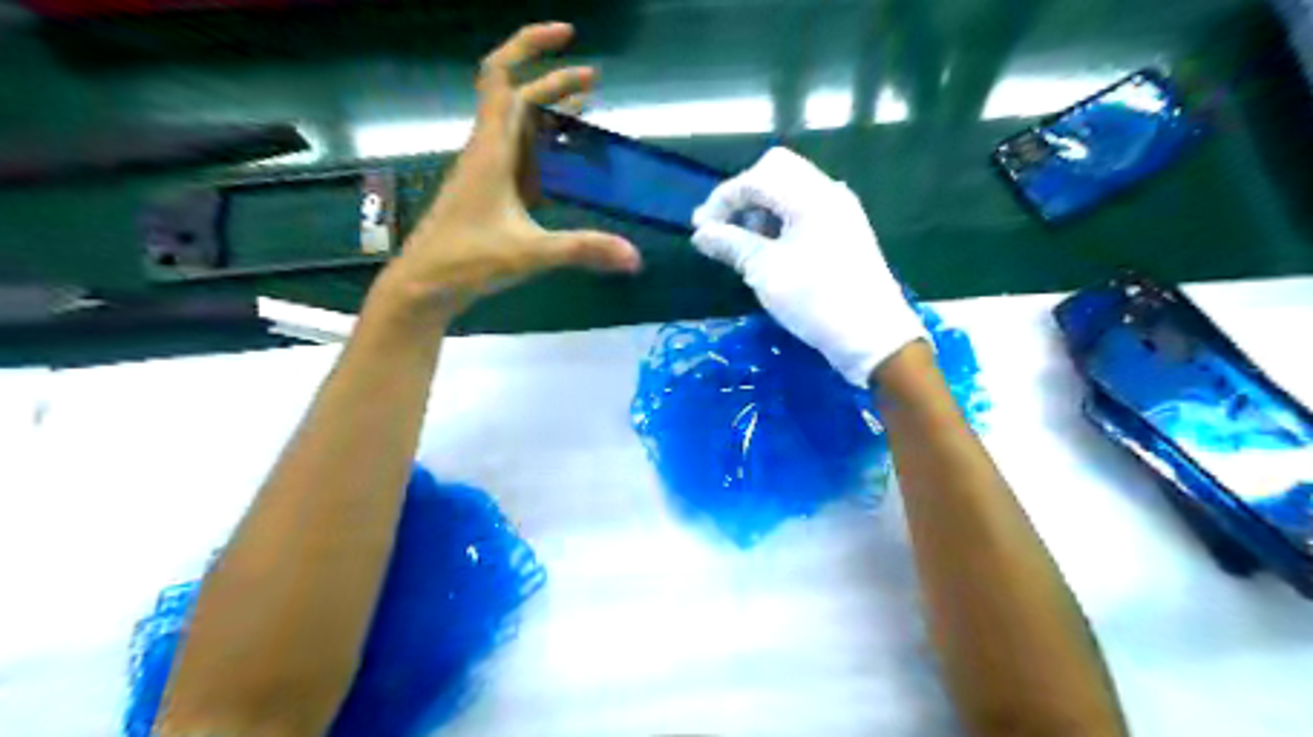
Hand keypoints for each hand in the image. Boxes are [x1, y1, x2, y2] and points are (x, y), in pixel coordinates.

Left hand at [377, 22, 645, 322]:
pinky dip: (541, 148)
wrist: (424, 285)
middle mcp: (486, 151)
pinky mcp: (487, 193)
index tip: (568, 36)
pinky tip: (562, 164)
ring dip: (548, 113)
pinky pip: (517, 157)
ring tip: (585, 112)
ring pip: (516, 127)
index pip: (502, 77)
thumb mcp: (531, 252)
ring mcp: (484, 172)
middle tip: (595, 82)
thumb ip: (584, 249)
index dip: (530, 45)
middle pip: (517, 98)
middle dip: (554, 82)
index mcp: (491, 149)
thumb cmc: (468, 260)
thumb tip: (635, 257)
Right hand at [691, 150, 925, 388]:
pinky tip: (769, 251)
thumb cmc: (815, 300)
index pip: (756, 178)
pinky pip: (805, 212)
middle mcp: (828, 192)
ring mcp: (840, 212)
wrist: (872, 336)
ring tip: (743, 245)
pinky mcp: (844, 233)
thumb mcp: (764, 271)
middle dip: (743, 197)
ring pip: (791, 192)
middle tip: (723, 229)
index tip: (700, 230)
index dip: (722, 200)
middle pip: (776, 172)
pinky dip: (780, 223)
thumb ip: (730, 244)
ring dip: (761, 210)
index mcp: (810, 195)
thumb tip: (700, 234)